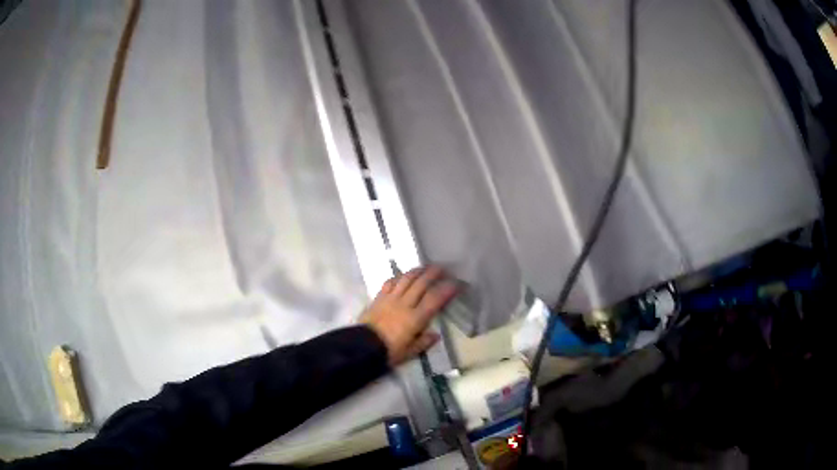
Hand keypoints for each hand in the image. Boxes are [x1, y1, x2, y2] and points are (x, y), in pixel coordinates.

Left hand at [360, 266, 458, 366]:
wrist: (362, 346)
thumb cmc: (388, 351)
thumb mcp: (409, 352)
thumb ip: (423, 342)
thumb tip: (435, 334)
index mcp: (415, 319)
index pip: (435, 299)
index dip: (447, 289)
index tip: (456, 283)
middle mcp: (405, 304)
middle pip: (422, 283)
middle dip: (434, 273)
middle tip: (443, 268)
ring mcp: (390, 299)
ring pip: (406, 279)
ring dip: (418, 271)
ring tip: (425, 267)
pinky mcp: (379, 297)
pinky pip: (390, 282)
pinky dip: (399, 277)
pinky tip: (403, 276)